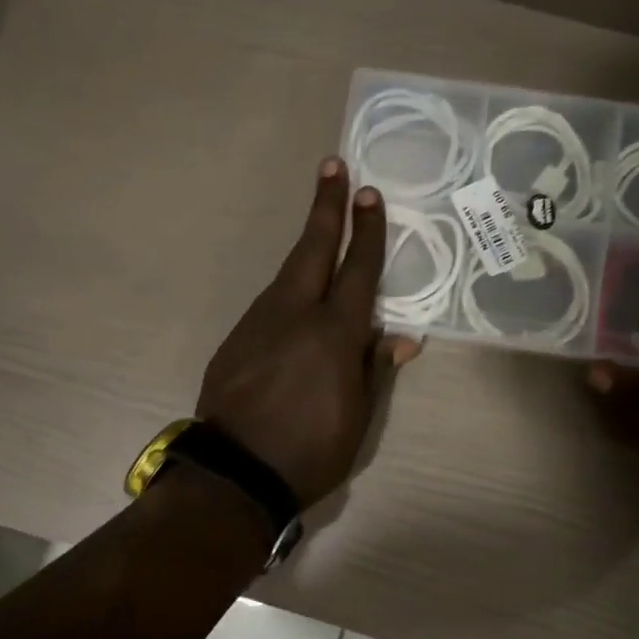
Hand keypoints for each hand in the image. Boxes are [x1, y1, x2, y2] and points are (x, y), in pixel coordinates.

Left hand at [198, 158, 418, 506]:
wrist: (235, 472)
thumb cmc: (311, 451)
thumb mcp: (359, 418)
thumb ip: (376, 370)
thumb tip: (403, 339)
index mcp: (335, 333)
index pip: (358, 270)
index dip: (367, 232)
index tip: (370, 194)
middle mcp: (296, 315)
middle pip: (313, 248)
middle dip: (326, 206)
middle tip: (333, 166)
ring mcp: (260, 322)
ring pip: (288, 273)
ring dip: (307, 246)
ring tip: (321, 227)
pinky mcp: (236, 338)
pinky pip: (270, 302)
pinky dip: (288, 288)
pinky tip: (295, 298)